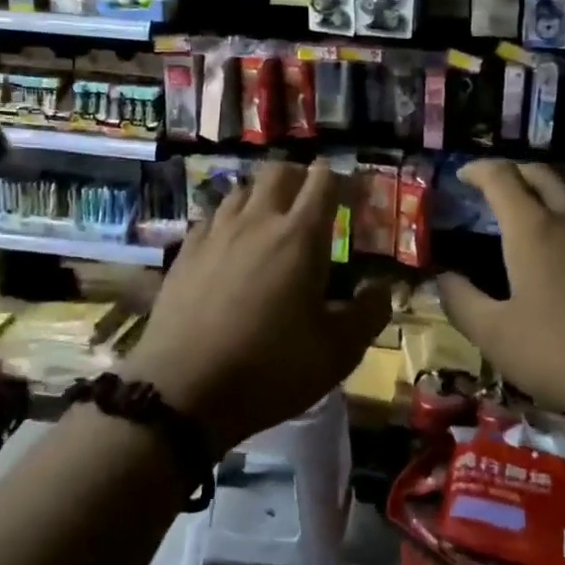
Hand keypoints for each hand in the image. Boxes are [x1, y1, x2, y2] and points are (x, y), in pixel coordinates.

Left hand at [126, 161, 392, 451]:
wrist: (182, 391)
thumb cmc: (270, 368)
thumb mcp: (338, 352)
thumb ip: (369, 313)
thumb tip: (381, 287)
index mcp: (299, 236)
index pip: (323, 181)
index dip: (342, 180)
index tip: (353, 196)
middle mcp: (257, 221)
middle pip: (279, 172)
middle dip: (301, 177)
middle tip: (313, 202)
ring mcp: (216, 234)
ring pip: (241, 190)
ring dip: (263, 196)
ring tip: (272, 222)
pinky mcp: (185, 252)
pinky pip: (213, 218)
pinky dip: (230, 220)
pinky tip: (231, 246)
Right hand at [436, 161, 564, 425]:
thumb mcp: (497, 337)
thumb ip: (461, 302)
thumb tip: (442, 278)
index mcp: (534, 228)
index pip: (501, 177)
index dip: (477, 170)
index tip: (462, 175)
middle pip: (541, 174)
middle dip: (513, 173)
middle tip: (495, 189)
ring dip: (547, 190)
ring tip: (534, 211)